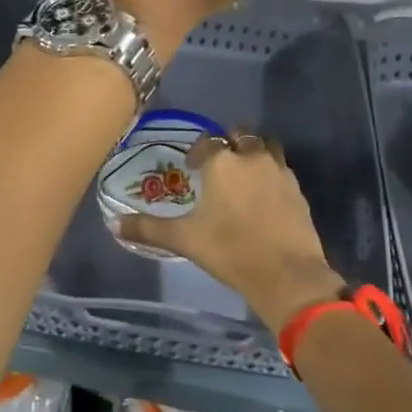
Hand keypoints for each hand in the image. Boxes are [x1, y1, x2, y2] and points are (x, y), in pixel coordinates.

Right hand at [117, 134, 343, 330]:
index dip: (198, 153)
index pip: (207, 142)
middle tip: (219, 167)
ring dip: (254, 152)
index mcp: (222, 162)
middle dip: (229, 145)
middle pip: (240, 135)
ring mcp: (279, 171)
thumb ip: (148, 228)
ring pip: (265, 146)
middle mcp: (251, 157)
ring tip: (244, 175)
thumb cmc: (230, 251)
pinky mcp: (298, 189)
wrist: (287, 275)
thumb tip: (114, 223)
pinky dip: (271, 174)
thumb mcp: (184, 240)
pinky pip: (281, 169)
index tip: (193, 169)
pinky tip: (264, 196)